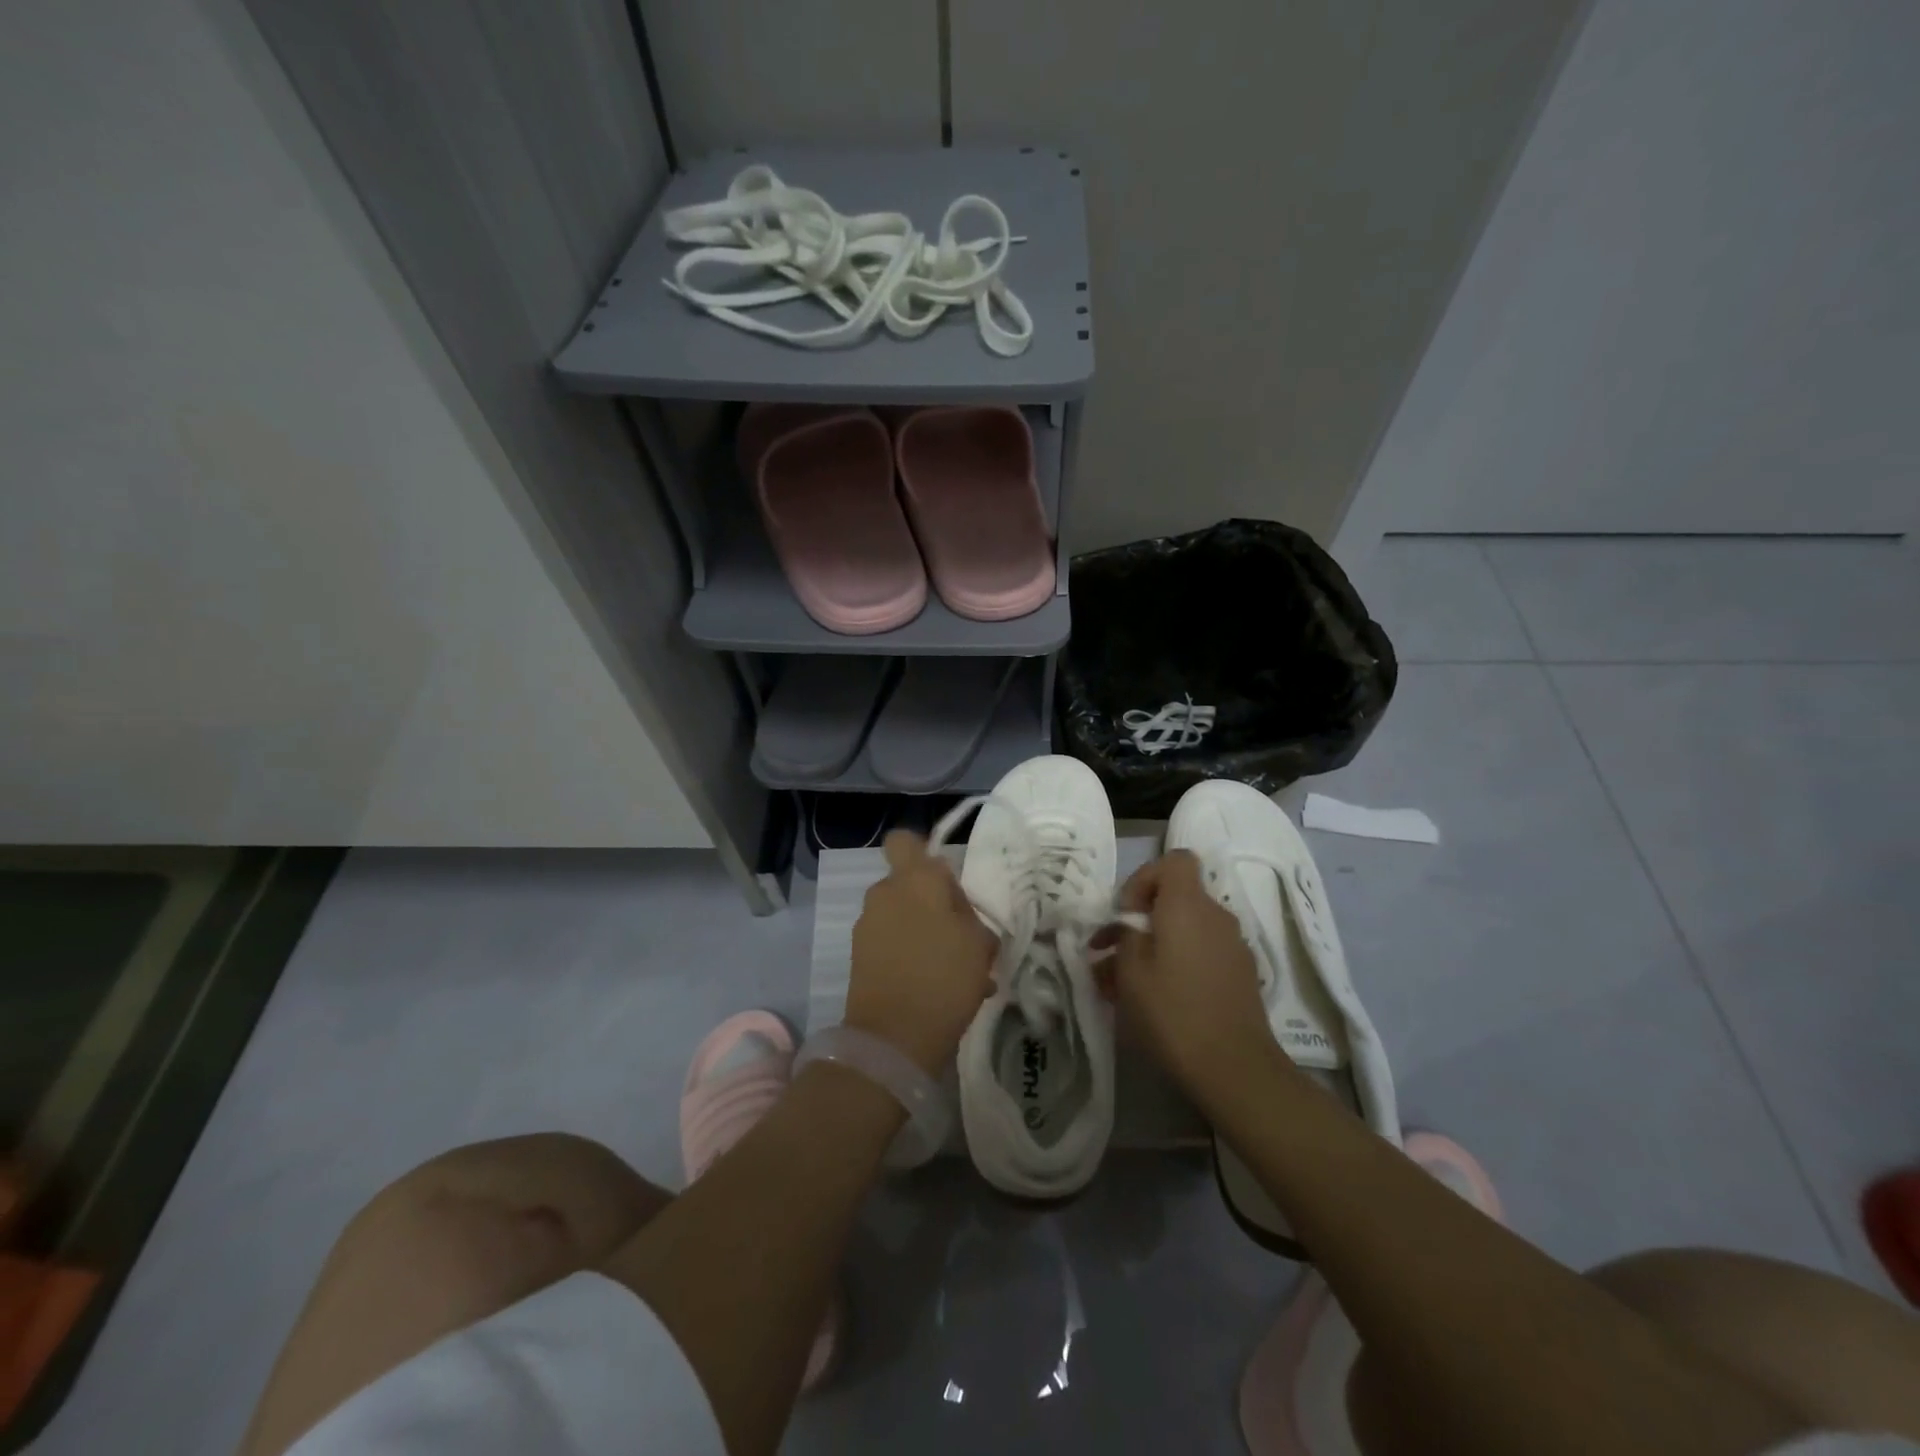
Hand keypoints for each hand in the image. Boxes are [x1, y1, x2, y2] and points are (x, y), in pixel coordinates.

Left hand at [846, 832, 996, 1075]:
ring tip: (954, 969)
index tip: (946, 883)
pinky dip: (911, 956)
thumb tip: (955, 909)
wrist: (893, 1038)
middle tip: (961, 935)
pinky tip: (938, 987)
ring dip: (924, 932)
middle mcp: (884, 894)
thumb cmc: (945, 977)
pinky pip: (892, 944)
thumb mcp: (979, 942)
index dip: (922, 853)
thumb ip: (967, 914)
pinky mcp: (859, 957)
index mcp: (914, 880)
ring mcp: (867, 926)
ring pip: (902, 916)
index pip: (904, 841)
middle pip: (909, 884)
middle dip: (933, 903)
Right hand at [1109, 850, 1289, 1117]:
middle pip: (1177, 897)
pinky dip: (1178, 963)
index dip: (1145, 877)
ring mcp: (1233, 945)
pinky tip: (1159, 998)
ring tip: (1127, 983)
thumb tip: (1127, 929)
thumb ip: (1124, 939)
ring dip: (1157, 945)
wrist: (1236, 1069)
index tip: (1126, 914)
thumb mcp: (1130, 973)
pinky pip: (1202, 952)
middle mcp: (1216, 916)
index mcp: (1188, 905)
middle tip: (1114, 953)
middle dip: (1143, 919)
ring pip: (1187, 929)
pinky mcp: (1241, 974)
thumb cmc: (1173, 1012)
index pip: (1175, 860)